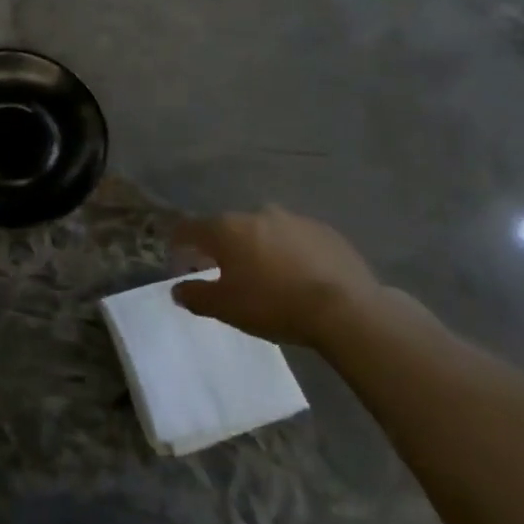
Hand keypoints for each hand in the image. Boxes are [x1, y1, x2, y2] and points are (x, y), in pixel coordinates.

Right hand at [170, 206, 380, 346]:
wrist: (346, 310)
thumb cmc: (274, 305)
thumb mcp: (225, 308)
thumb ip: (195, 296)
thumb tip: (177, 290)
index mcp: (226, 229)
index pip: (189, 228)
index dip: (178, 243)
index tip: (178, 259)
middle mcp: (256, 213)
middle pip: (228, 228)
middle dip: (222, 247)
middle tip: (225, 272)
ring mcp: (293, 219)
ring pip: (264, 230)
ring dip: (258, 247)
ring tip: (266, 275)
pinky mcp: (325, 231)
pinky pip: (296, 239)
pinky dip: (290, 252)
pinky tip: (299, 275)